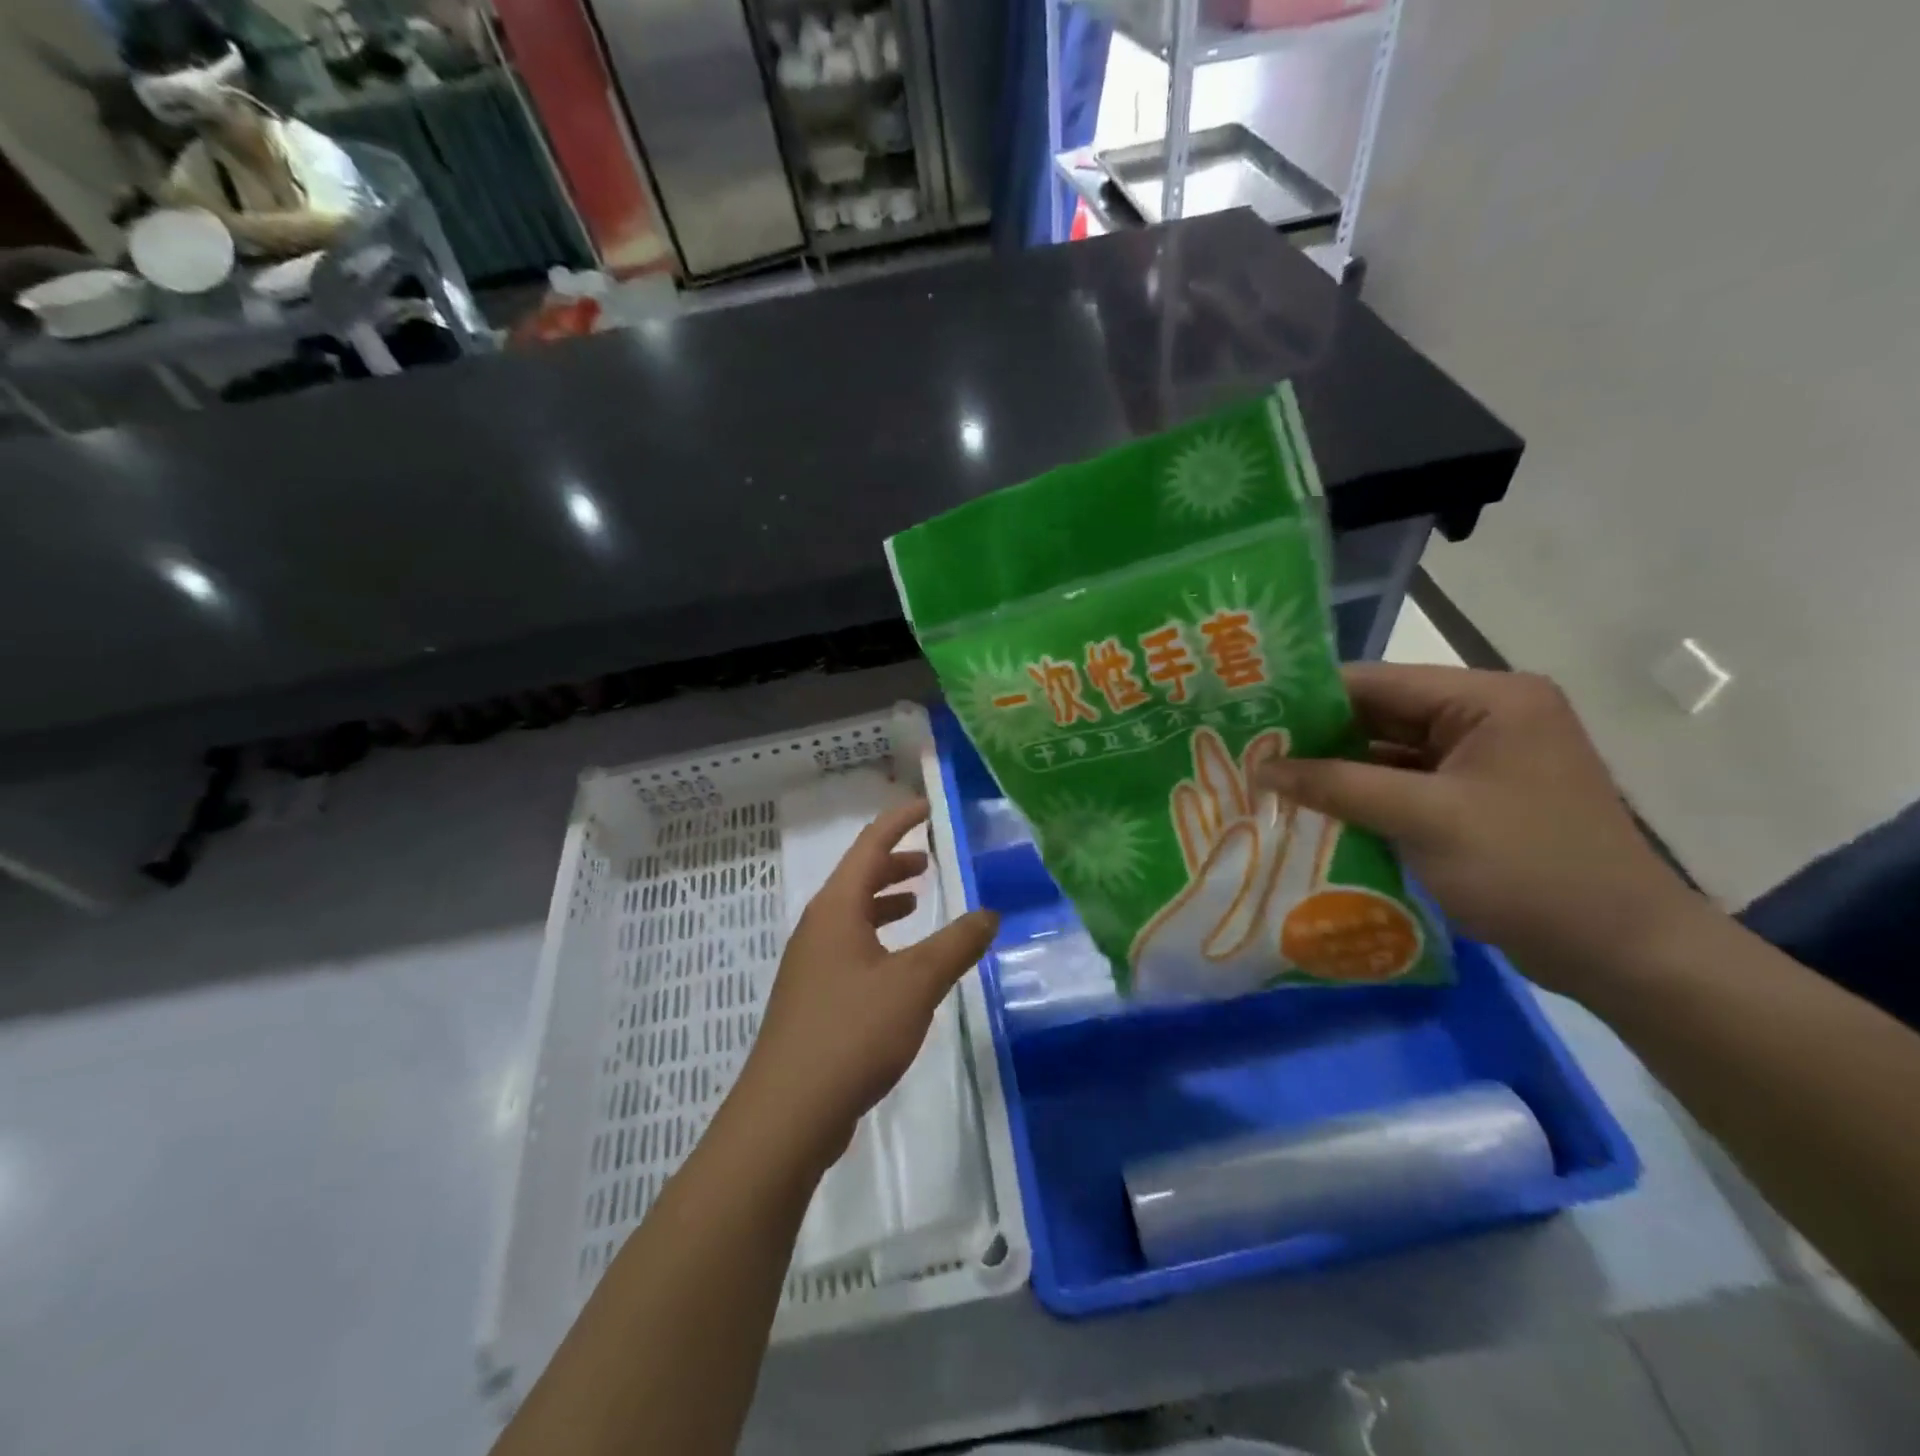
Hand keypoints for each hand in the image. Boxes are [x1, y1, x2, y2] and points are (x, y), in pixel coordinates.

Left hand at [738, 797, 997, 1168]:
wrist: (788, 1112)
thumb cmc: (852, 1031)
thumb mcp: (916, 983)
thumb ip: (956, 944)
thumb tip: (990, 913)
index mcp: (836, 908)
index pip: (870, 846)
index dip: (899, 821)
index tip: (926, 806)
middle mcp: (818, 927)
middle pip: (857, 878)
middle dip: (893, 863)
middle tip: (928, 859)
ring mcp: (811, 964)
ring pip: (852, 915)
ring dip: (884, 901)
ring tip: (916, 902)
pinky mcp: (813, 998)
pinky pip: (849, 948)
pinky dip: (877, 938)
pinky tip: (898, 965)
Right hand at [1251, 664, 1703, 997]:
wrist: (1623, 953)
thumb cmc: (1529, 869)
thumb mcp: (1425, 818)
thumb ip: (1337, 785)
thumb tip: (1260, 767)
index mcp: (1489, 699)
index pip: (1378, 683)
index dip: (1308, 699)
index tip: (1247, 717)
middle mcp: (1486, 717)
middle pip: (1380, 717)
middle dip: (1317, 739)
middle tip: (1247, 754)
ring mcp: (1481, 761)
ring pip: (1386, 754)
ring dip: (1334, 772)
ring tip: (1265, 782)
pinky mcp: (1473, 800)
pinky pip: (1403, 786)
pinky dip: (1362, 798)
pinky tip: (1311, 811)